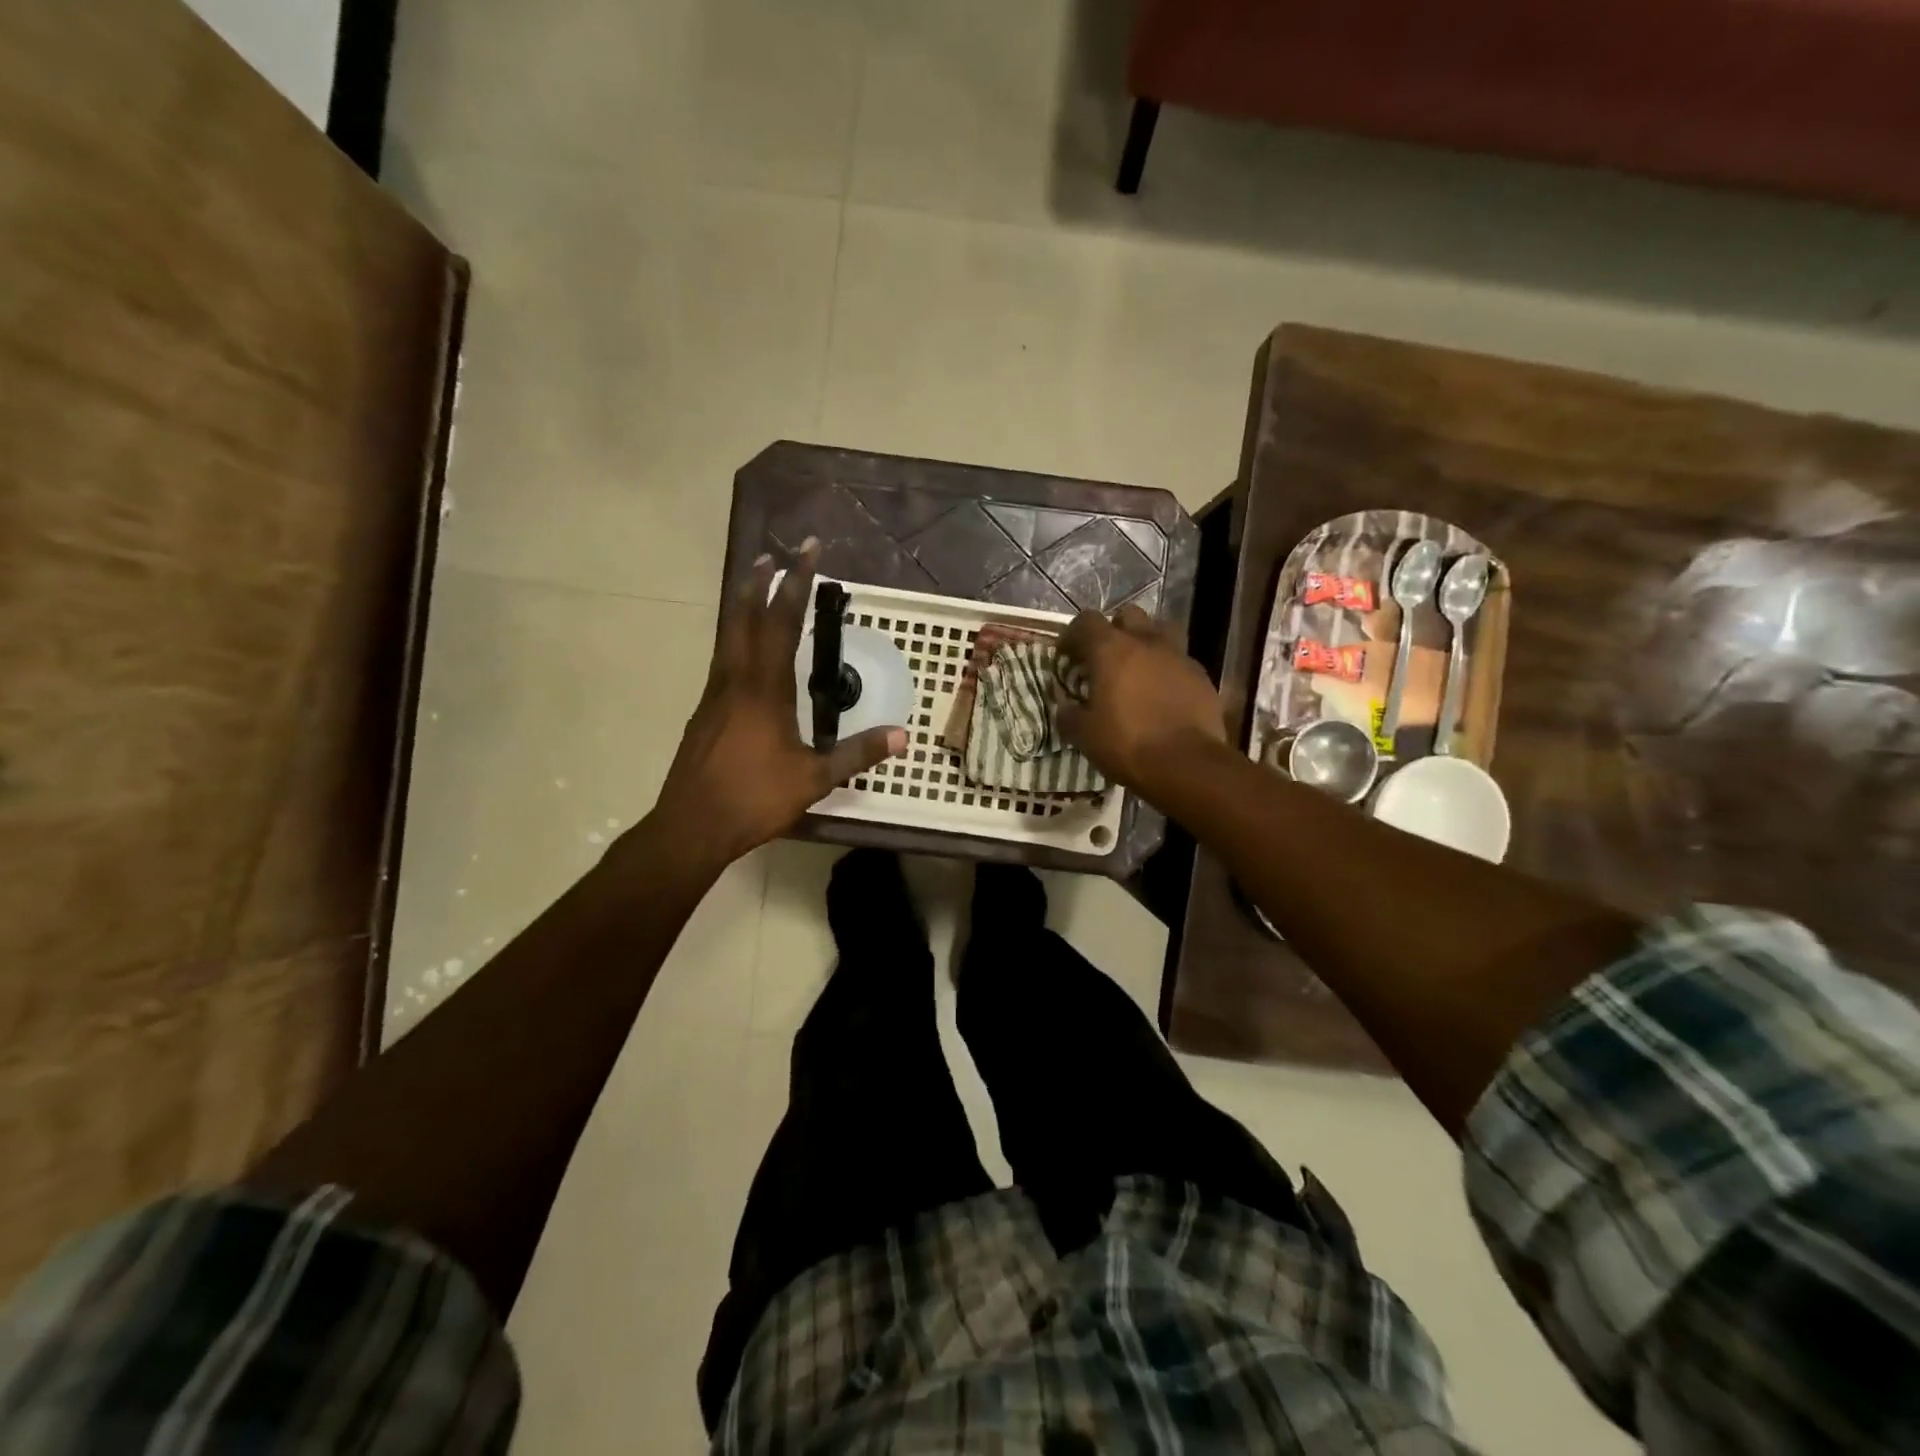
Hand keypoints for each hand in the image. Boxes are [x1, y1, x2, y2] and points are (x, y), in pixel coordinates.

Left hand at [652, 542, 904, 864]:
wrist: (691, 826)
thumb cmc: (754, 799)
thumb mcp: (814, 779)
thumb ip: (856, 754)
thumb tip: (902, 736)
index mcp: (764, 690)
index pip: (780, 623)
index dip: (794, 584)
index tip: (806, 552)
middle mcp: (735, 682)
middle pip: (743, 619)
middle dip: (759, 584)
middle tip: (771, 556)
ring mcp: (714, 696)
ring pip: (728, 638)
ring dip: (743, 608)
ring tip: (756, 588)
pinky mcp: (703, 714)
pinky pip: (723, 662)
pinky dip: (736, 640)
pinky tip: (745, 654)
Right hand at [1056, 604, 1225, 789]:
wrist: (1187, 765)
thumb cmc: (1127, 744)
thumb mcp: (1084, 736)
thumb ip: (1069, 715)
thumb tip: (1064, 706)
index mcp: (1111, 650)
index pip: (1086, 621)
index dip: (1072, 635)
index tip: (1066, 656)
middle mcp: (1146, 642)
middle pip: (1127, 615)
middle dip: (1113, 631)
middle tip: (1103, 659)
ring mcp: (1178, 656)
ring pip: (1158, 633)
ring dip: (1143, 645)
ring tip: (1135, 672)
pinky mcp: (1201, 676)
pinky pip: (1178, 661)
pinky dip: (1165, 670)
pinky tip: (1161, 695)